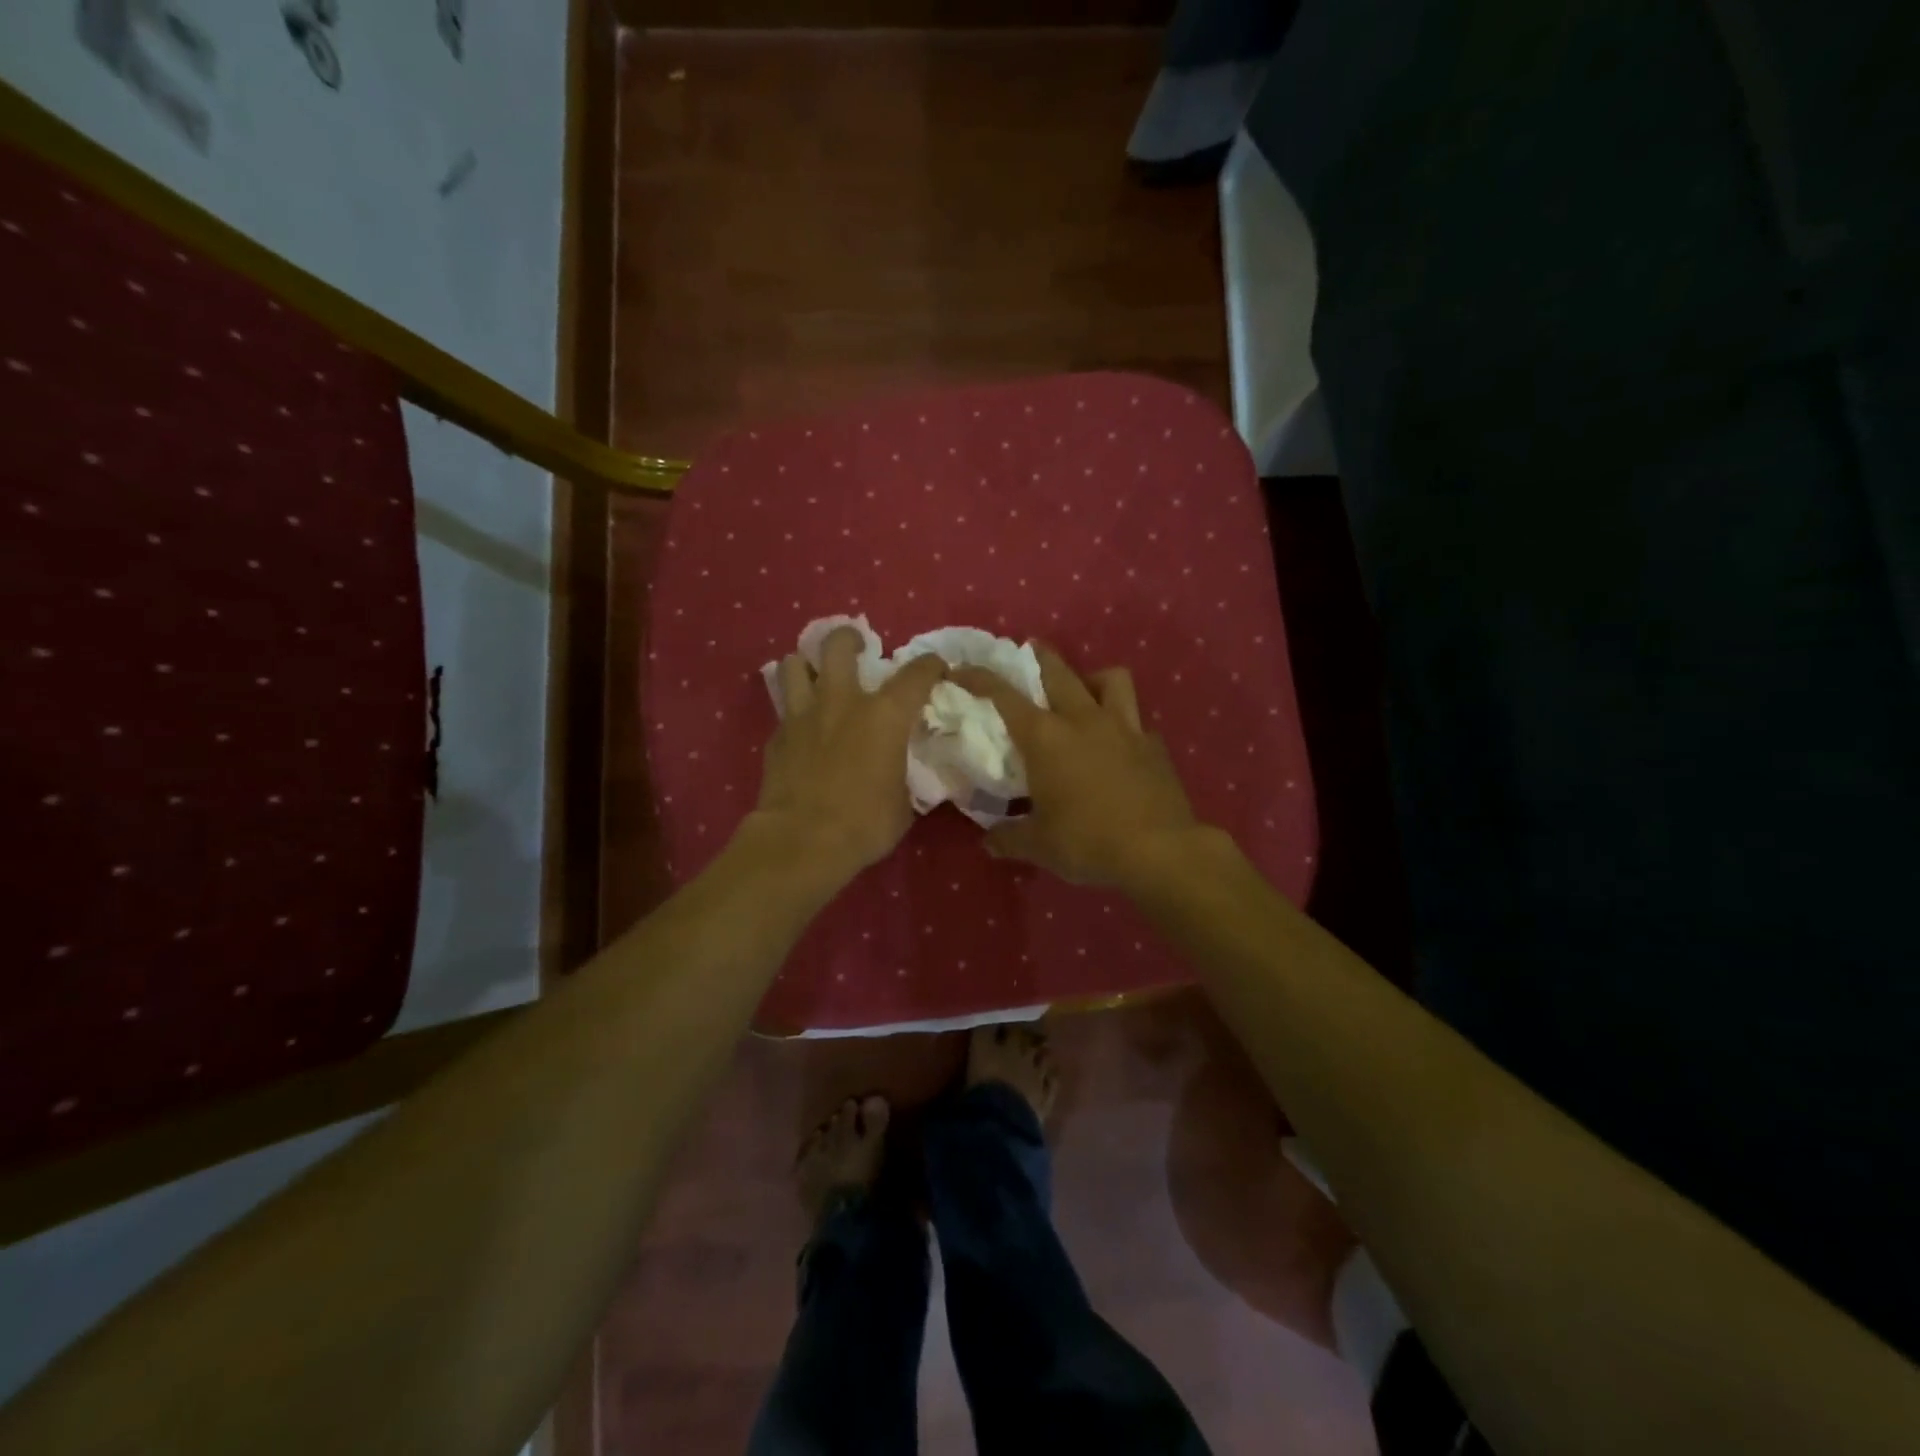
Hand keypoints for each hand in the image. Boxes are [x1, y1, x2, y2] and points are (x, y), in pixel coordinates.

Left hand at [753, 626, 947, 877]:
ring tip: (816, 679)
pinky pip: (784, 711)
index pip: (916, 673)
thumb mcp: (904, 802)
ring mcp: (802, 715)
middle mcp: (842, 701)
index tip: (935, 670)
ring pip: (794, 665)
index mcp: (884, 715)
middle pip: (837, 644)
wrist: (803, 841)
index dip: (930, 665)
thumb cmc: (865, 823)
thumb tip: (900, 771)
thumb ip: (903, 774)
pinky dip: (794, 714)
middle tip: (857, 648)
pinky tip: (802, 732)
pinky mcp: (776, 737)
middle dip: (848, 638)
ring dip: (807, 666)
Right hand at [950, 646, 1203, 890]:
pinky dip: (1124, 723)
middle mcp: (1083, 720)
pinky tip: (1119, 744)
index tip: (962, 669)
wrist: (1159, 851)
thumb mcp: (1038, 846)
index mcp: (1046, 737)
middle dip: (1040, 656)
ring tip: (1085, 691)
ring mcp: (1124, 728)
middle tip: (1030, 651)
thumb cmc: (1087, 842)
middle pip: (1060, 671)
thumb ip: (1009, 838)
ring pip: (1111, 679)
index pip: (1004, 696)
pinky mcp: (1153, 745)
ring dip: (1092, 678)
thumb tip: (989, 842)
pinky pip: (1136, 720)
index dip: (979, 678)